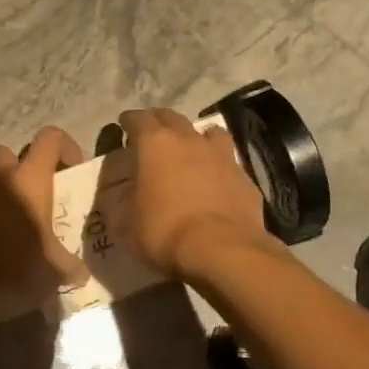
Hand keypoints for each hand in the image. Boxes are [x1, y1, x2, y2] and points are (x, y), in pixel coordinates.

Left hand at [0, 127, 88, 325]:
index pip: (50, 138)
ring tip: (21, 217)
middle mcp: (0, 177)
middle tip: (41, 194)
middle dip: (26, 166)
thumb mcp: (57, 271)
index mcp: (30, 179)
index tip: (72, 171)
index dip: (66, 146)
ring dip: (6, 188)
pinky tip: (0, 238)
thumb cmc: (17, 271)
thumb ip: (72, 265)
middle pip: (11, 152)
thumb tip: (81, 272)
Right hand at [118, 108, 272, 278]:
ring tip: (190, 148)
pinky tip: (216, 179)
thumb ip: (127, 201)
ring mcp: (221, 155)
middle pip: (172, 117)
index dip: (129, 121)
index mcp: (156, 144)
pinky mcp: (244, 176)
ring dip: (195, 136)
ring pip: (207, 132)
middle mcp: (189, 140)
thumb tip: (130, 196)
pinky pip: (227, 160)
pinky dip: (218, 164)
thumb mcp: (129, 223)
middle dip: (159, 121)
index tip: (124, 124)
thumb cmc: (166, 232)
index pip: (138, 119)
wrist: (222, 250)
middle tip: (152, 133)